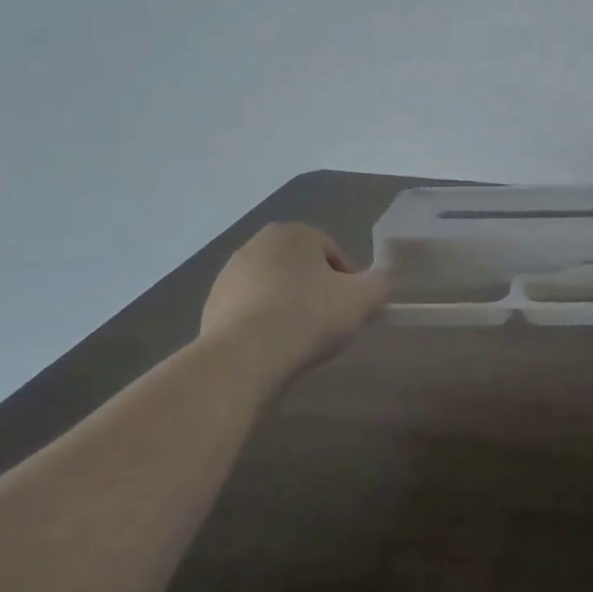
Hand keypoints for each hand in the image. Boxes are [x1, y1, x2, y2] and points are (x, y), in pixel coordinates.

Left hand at [200, 223, 389, 370]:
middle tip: (329, 326)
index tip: (352, 311)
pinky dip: (265, 326)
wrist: (242, 358)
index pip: (335, 254)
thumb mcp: (362, 299)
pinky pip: (251, 312)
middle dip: (317, 293)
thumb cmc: (308, 317)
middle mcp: (257, 244)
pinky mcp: (211, 306)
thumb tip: (381, 278)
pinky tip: (273, 349)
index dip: (350, 284)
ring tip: (301, 342)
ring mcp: (229, 275)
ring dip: (290, 309)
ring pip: (276, 290)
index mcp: (294, 232)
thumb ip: (380, 282)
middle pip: (303, 270)